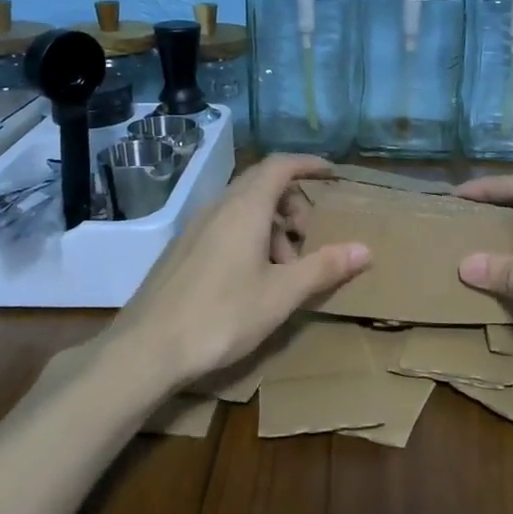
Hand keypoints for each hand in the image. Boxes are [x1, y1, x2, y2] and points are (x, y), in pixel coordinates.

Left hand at [107, 154, 370, 389]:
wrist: (147, 349)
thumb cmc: (222, 316)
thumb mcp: (281, 294)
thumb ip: (324, 267)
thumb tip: (365, 249)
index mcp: (245, 208)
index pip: (280, 166)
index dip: (309, 164)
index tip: (333, 175)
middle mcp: (218, 208)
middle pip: (262, 184)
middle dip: (293, 202)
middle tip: (309, 236)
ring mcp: (195, 227)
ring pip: (243, 208)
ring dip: (272, 226)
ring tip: (283, 269)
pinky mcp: (182, 249)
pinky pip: (225, 226)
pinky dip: (249, 238)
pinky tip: (252, 280)